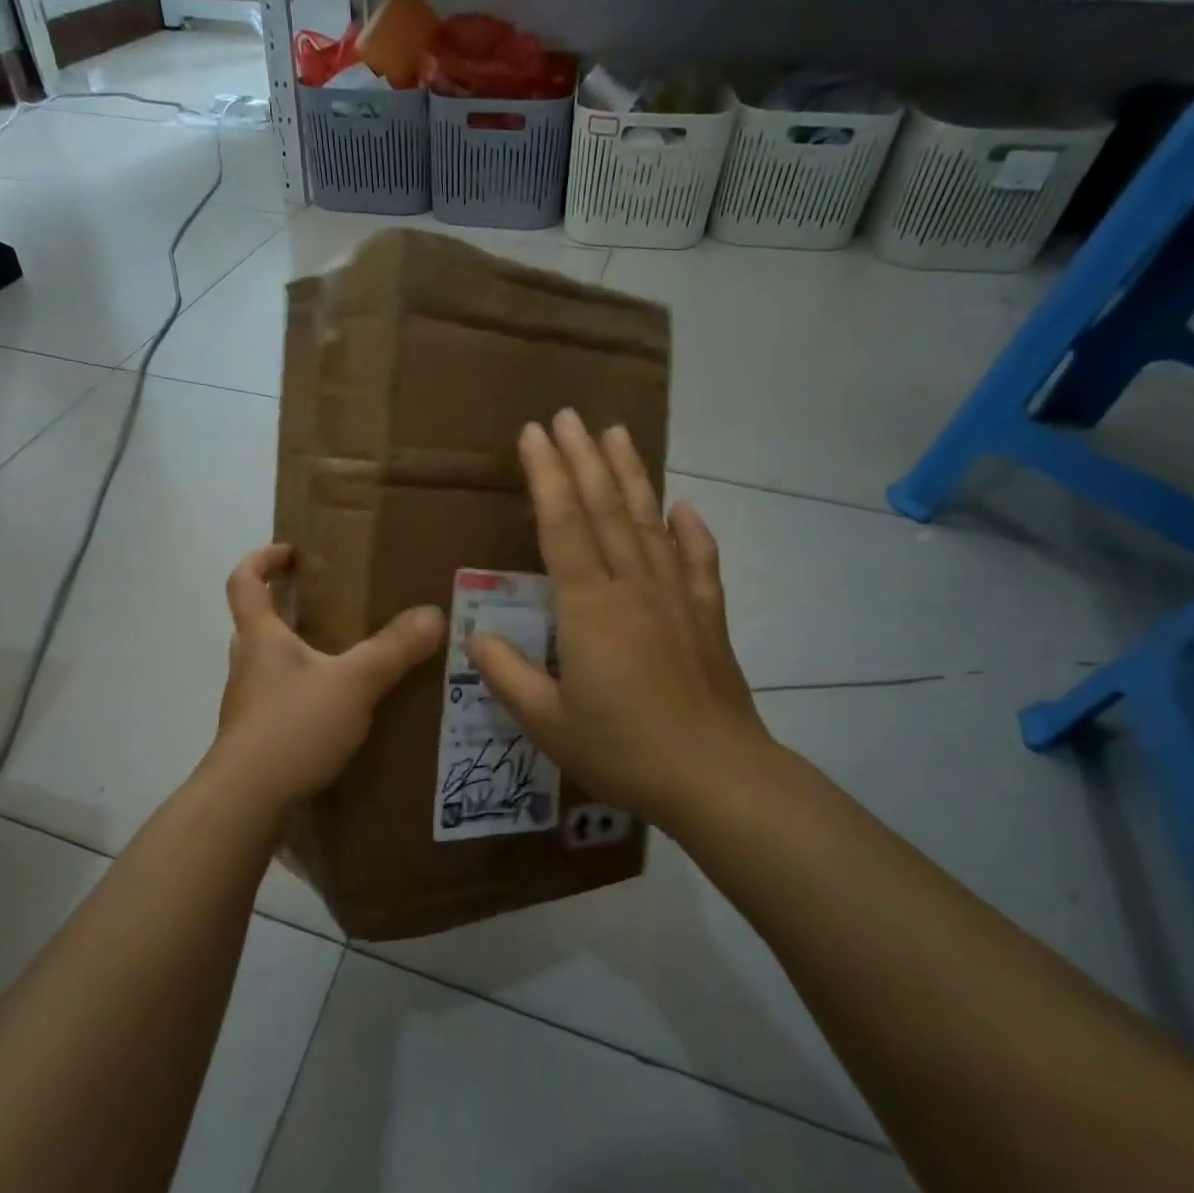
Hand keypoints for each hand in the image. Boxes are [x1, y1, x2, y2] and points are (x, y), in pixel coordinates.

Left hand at [213, 545, 445, 810]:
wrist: (246, 803)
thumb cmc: (293, 727)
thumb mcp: (354, 683)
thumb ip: (394, 649)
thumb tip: (434, 615)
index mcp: (261, 637)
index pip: (244, 581)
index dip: (262, 559)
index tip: (291, 553)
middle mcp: (247, 663)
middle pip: (256, 621)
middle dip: (286, 606)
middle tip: (326, 604)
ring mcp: (248, 703)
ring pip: (268, 662)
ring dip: (295, 650)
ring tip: (341, 656)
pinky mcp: (256, 736)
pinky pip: (279, 697)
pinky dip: (303, 690)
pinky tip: (336, 708)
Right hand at [468, 410, 779, 832]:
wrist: (717, 777)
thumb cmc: (624, 750)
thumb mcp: (548, 723)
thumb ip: (508, 676)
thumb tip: (476, 637)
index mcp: (588, 608)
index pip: (562, 524)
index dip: (546, 475)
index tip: (533, 434)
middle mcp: (632, 587)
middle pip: (605, 508)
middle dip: (582, 457)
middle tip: (567, 415)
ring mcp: (675, 597)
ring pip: (649, 521)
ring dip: (631, 474)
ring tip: (616, 434)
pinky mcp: (707, 616)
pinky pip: (699, 561)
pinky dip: (692, 531)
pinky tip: (685, 507)